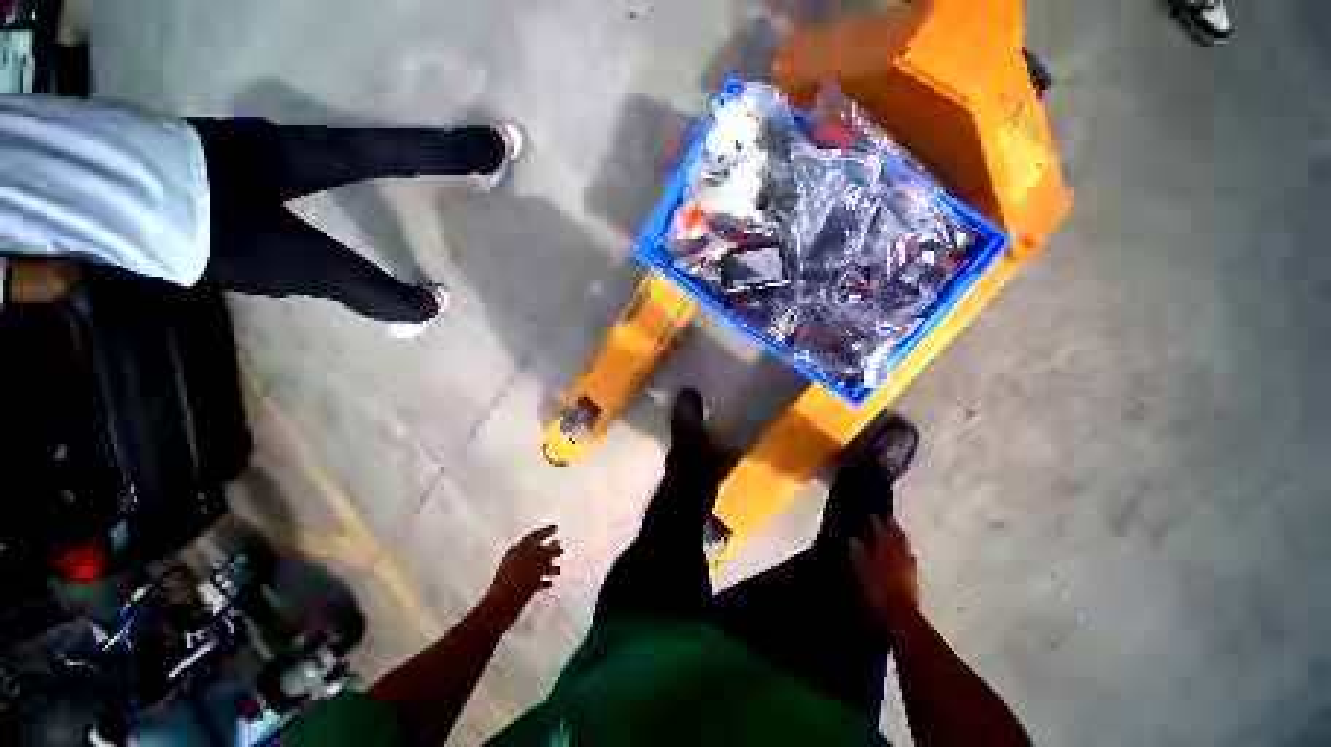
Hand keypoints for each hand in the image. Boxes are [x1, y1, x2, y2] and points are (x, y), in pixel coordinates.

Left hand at [484, 526, 562, 626]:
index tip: (555, 528)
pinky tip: (547, 583)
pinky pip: (530, 579)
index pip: (535, 536)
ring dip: (546, 567)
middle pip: (535, 551)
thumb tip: (555, 543)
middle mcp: (515, 558)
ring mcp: (513, 572)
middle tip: (560, 553)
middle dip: (549, 552)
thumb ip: (548, 552)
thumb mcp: (538, 563)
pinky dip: (539, 579)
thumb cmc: (520, 581)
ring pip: (534, 565)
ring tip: (557, 571)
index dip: (546, 531)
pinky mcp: (514, 586)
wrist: (501, 608)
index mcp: (519, 549)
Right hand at [849, 515, 922, 631]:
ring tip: (892, 538)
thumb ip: (859, 552)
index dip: (876, 521)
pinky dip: (902, 555)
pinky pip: (907, 560)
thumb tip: (854, 539)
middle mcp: (901, 552)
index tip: (871, 514)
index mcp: (887, 547)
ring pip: (904, 547)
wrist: (901, 616)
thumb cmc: (878, 588)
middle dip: (892, 527)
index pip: (882, 528)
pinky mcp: (914, 579)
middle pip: (898, 535)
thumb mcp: (862, 569)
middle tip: (886, 521)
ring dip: (899, 540)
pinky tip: (898, 559)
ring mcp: (910, 566)